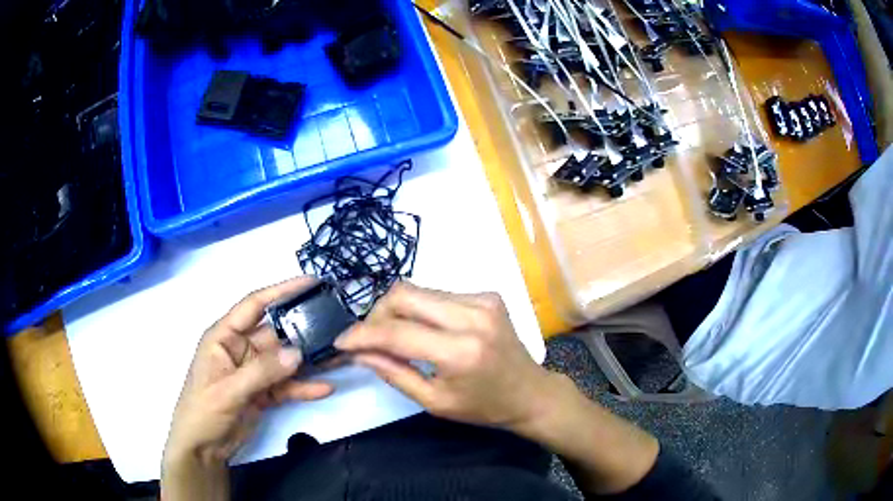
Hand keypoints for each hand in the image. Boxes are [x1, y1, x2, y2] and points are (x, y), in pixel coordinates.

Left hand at [162, 277, 334, 499]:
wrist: (203, 448)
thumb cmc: (203, 411)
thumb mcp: (229, 389)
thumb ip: (262, 371)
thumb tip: (298, 352)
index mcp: (224, 337)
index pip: (254, 305)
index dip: (281, 291)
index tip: (310, 282)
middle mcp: (241, 349)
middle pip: (275, 333)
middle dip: (302, 330)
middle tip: (335, 325)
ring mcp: (254, 372)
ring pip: (285, 361)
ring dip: (307, 361)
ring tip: (337, 356)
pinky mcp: (264, 393)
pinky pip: (287, 386)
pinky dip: (304, 387)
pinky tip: (325, 388)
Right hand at [335, 283, 557, 430]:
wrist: (531, 393)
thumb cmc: (484, 407)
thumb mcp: (435, 401)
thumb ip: (394, 373)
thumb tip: (360, 352)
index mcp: (460, 352)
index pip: (396, 333)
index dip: (362, 335)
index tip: (341, 341)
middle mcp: (472, 316)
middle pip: (403, 294)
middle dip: (376, 314)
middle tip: (369, 338)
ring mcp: (483, 300)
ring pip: (419, 290)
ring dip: (397, 311)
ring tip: (393, 335)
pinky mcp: (488, 295)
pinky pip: (438, 294)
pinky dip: (421, 310)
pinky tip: (425, 330)